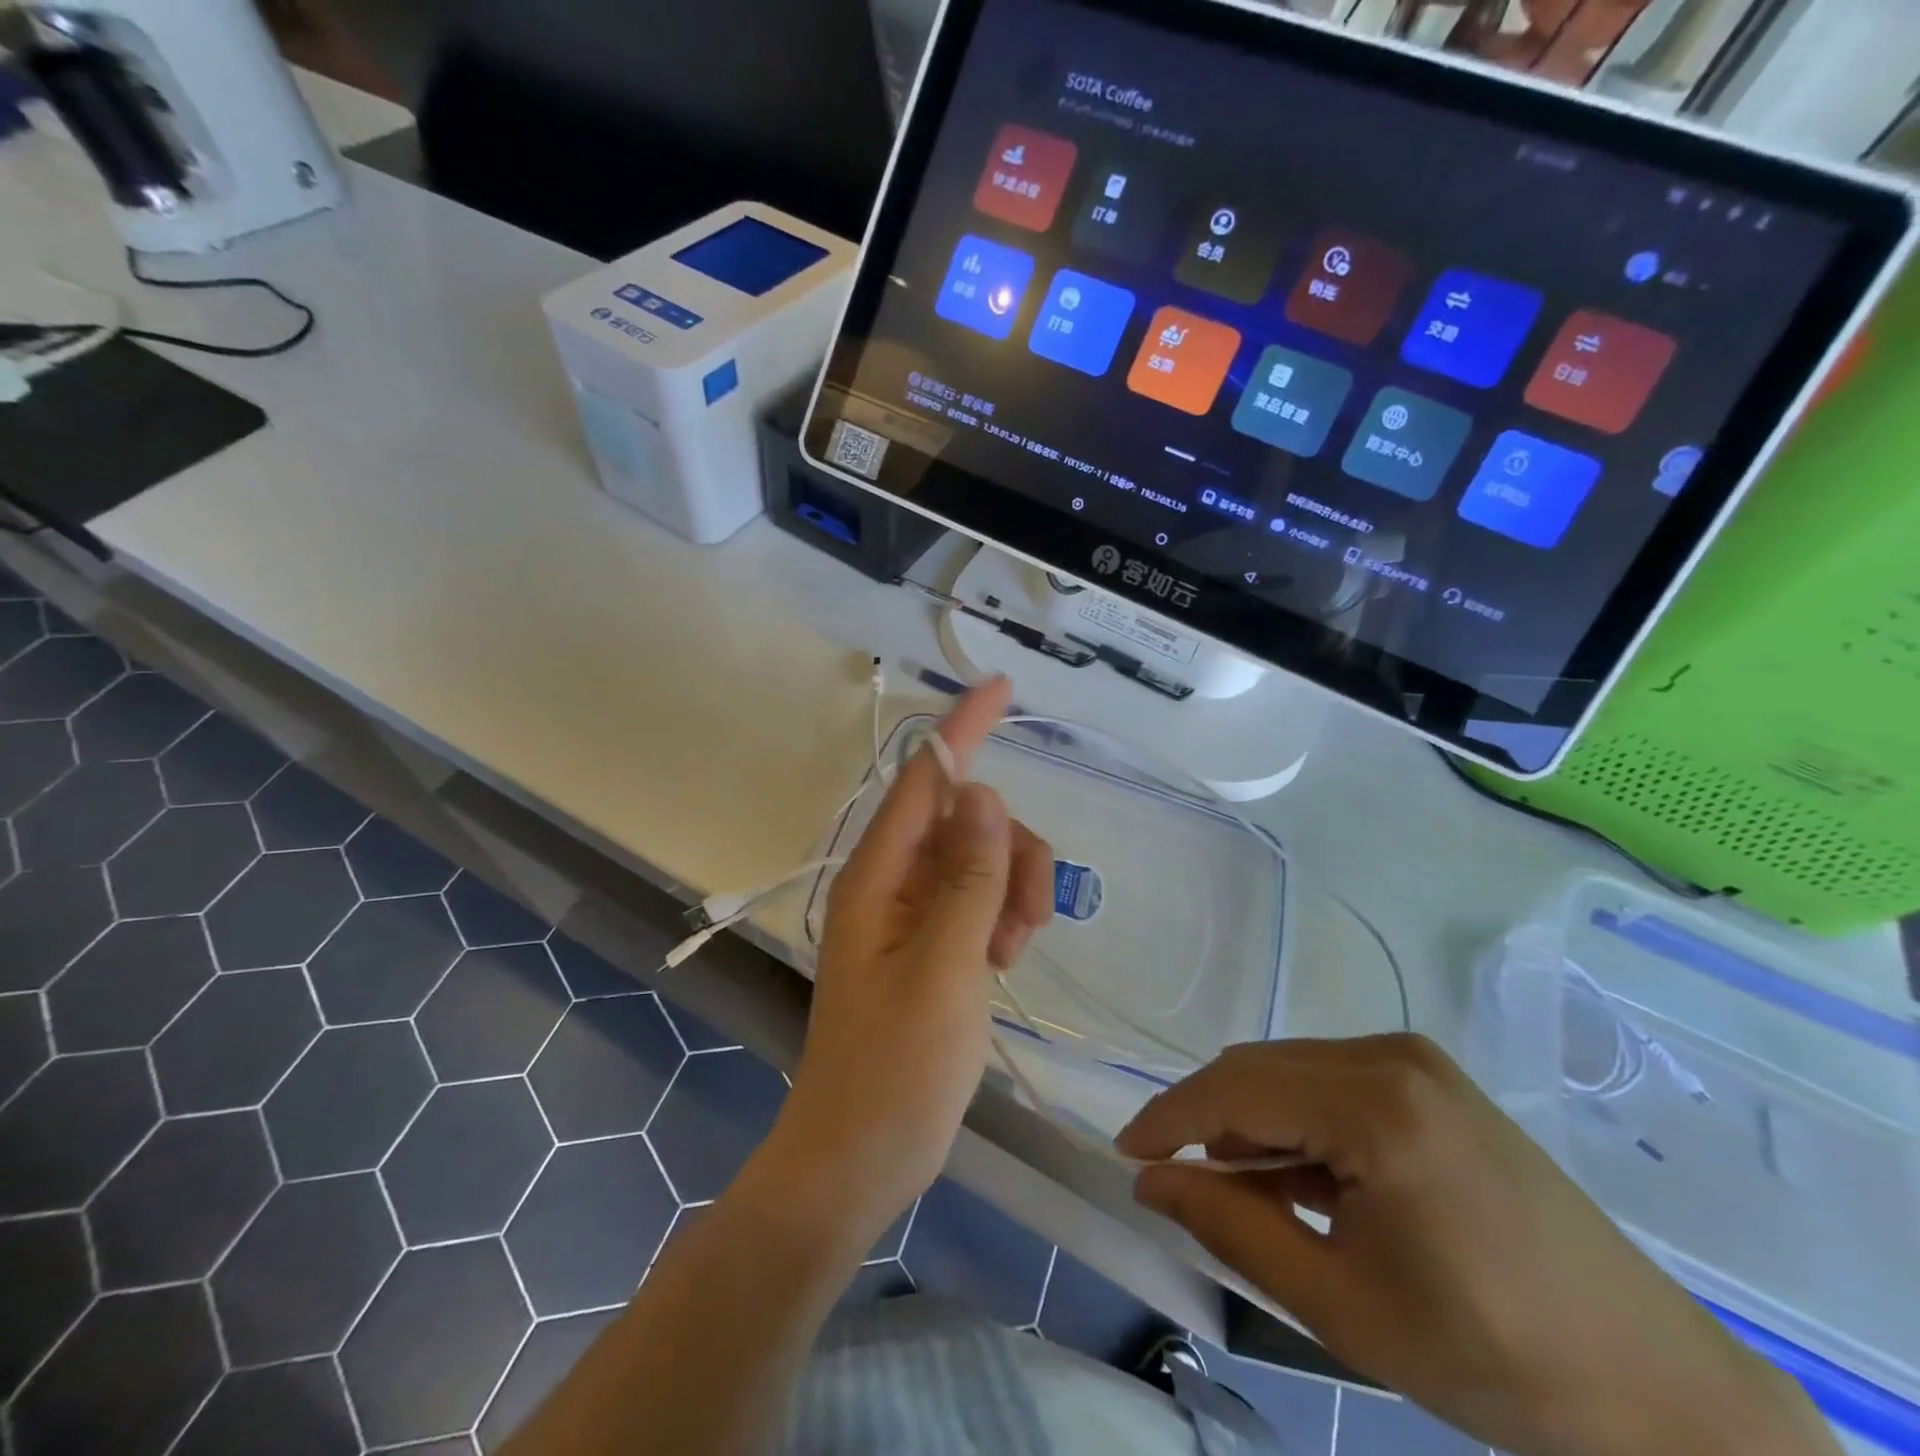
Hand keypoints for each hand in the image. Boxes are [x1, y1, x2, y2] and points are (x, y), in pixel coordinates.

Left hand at [770, 678, 1054, 1249]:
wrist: (862, 1155)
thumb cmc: (896, 1068)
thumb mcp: (945, 968)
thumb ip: (967, 877)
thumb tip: (983, 792)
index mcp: (878, 875)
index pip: (926, 779)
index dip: (964, 728)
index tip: (1001, 686)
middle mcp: (893, 881)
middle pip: (969, 821)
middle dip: (1013, 853)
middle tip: (1028, 921)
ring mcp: (913, 913)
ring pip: (983, 861)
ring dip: (1014, 891)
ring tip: (1012, 954)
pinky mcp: (932, 943)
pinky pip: (980, 900)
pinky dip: (1003, 918)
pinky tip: (1004, 962)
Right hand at [1117, 1035, 1835, 1455]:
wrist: (1656, 1386)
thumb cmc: (1493, 1358)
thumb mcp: (1341, 1307)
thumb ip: (1232, 1228)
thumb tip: (1151, 1181)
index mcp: (1375, 1105)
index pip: (1235, 1089)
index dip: (1169, 1119)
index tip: (1126, 1154)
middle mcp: (1390, 1055)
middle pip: (1259, 1068)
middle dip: (1206, 1119)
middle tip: (1177, 1181)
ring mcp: (1414, 1058)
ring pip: (1289, 1070)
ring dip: (1251, 1120)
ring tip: (1244, 1192)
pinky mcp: (1429, 1075)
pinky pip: (1328, 1079)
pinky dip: (1294, 1119)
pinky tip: (1301, 1176)